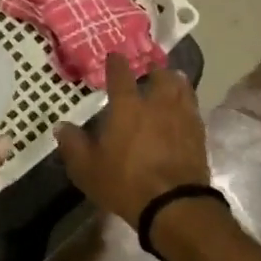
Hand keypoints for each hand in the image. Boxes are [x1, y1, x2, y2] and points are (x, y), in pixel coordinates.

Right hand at [55, 54, 209, 228]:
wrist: (174, 204)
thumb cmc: (125, 183)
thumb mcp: (87, 169)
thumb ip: (73, 145)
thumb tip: (61, 127)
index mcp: (127, 107)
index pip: (120, 74)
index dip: (116, 63)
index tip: (114, 56)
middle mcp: (157, 104)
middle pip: (160, 76)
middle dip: (153, 70)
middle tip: (149, 71)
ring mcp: (182, 117)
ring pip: (182, 88)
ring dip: (174, 82)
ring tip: (171, 82)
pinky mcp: (199, 134)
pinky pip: (193, 108)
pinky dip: (187, 103)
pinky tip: (184, 109)